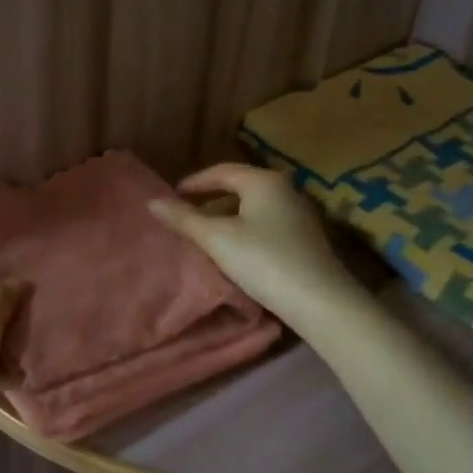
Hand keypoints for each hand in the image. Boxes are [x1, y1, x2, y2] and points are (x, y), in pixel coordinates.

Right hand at [148, 163, 362, 324]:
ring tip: (205, 234)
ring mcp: (299, 214)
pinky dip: (244, 229)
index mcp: (263, 181)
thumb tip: (152, 202)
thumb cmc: (264, 261)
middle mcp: (285, 190)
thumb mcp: (216, 239)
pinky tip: (235, 251)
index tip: (173, 195)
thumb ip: (183, 219)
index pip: (222, 171)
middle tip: (186, 214)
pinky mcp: (305, 238)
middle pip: (239, 187)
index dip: (195, 182)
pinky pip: (266, 224)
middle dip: (210, 199)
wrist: (320, 302)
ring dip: (227, 217)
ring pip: (253, 207)